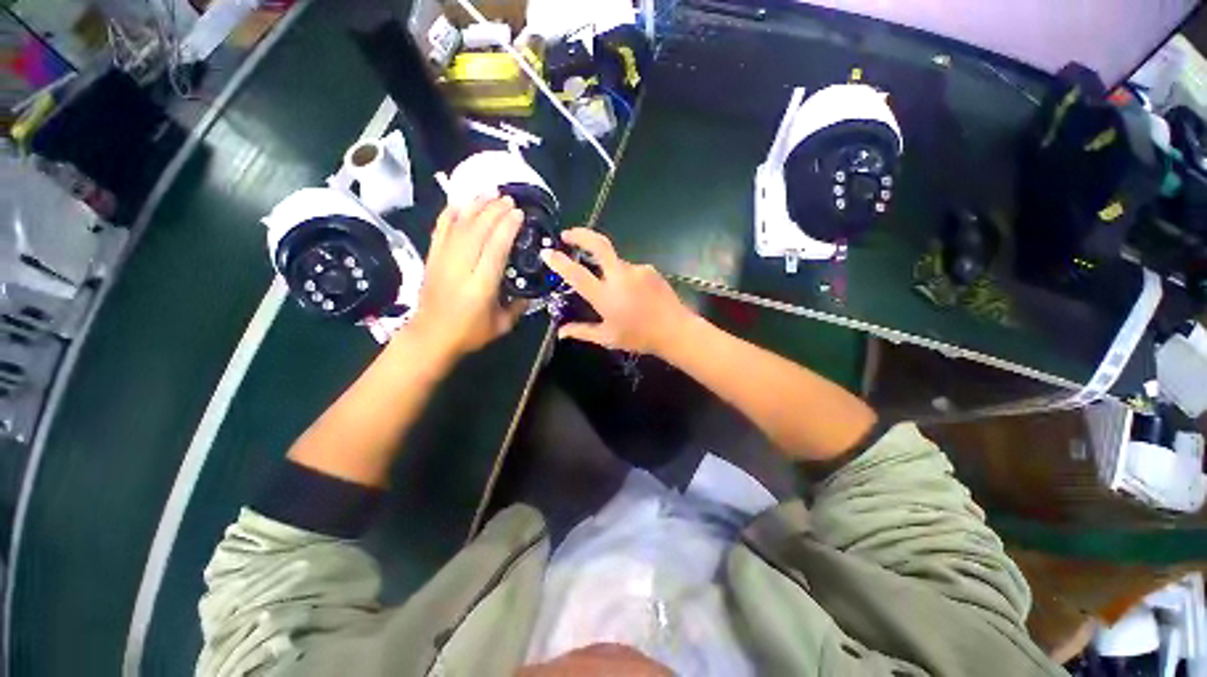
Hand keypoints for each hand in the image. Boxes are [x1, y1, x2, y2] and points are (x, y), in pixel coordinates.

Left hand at [403, 196, 524, 362]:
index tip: (518, 214)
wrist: (430, 337)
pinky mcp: (432, 258)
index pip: (495, 249)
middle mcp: (461, 268)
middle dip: (494, 211)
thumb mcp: (502, 325)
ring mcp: (443, 260)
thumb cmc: (469, 333)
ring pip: (459, 226)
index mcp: (481, 286)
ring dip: (475, 206)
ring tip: (490, 192)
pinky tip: (461, 202)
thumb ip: (519, 306)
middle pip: (477, 231)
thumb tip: (530, 291)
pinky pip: (440, 230)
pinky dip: (450, 213)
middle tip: (509, 199)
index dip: (507, 228)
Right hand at [540, 228, 693, 355]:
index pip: (577, 274)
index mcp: (606, 296)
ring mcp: (636, 270)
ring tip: (615, 292)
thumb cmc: (639, 337)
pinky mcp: (649, 269)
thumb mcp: (608, 337)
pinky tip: (632, 293)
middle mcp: (620, 277)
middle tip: (567, 234)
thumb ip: (582, 331)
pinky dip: (624, 277)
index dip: (560, 262)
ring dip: (607, 267)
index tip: (547, 252)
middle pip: (599, 244)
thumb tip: (560, 332)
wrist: (675, 331)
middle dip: (580, 234)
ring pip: (615, 261)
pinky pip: (630, 269)